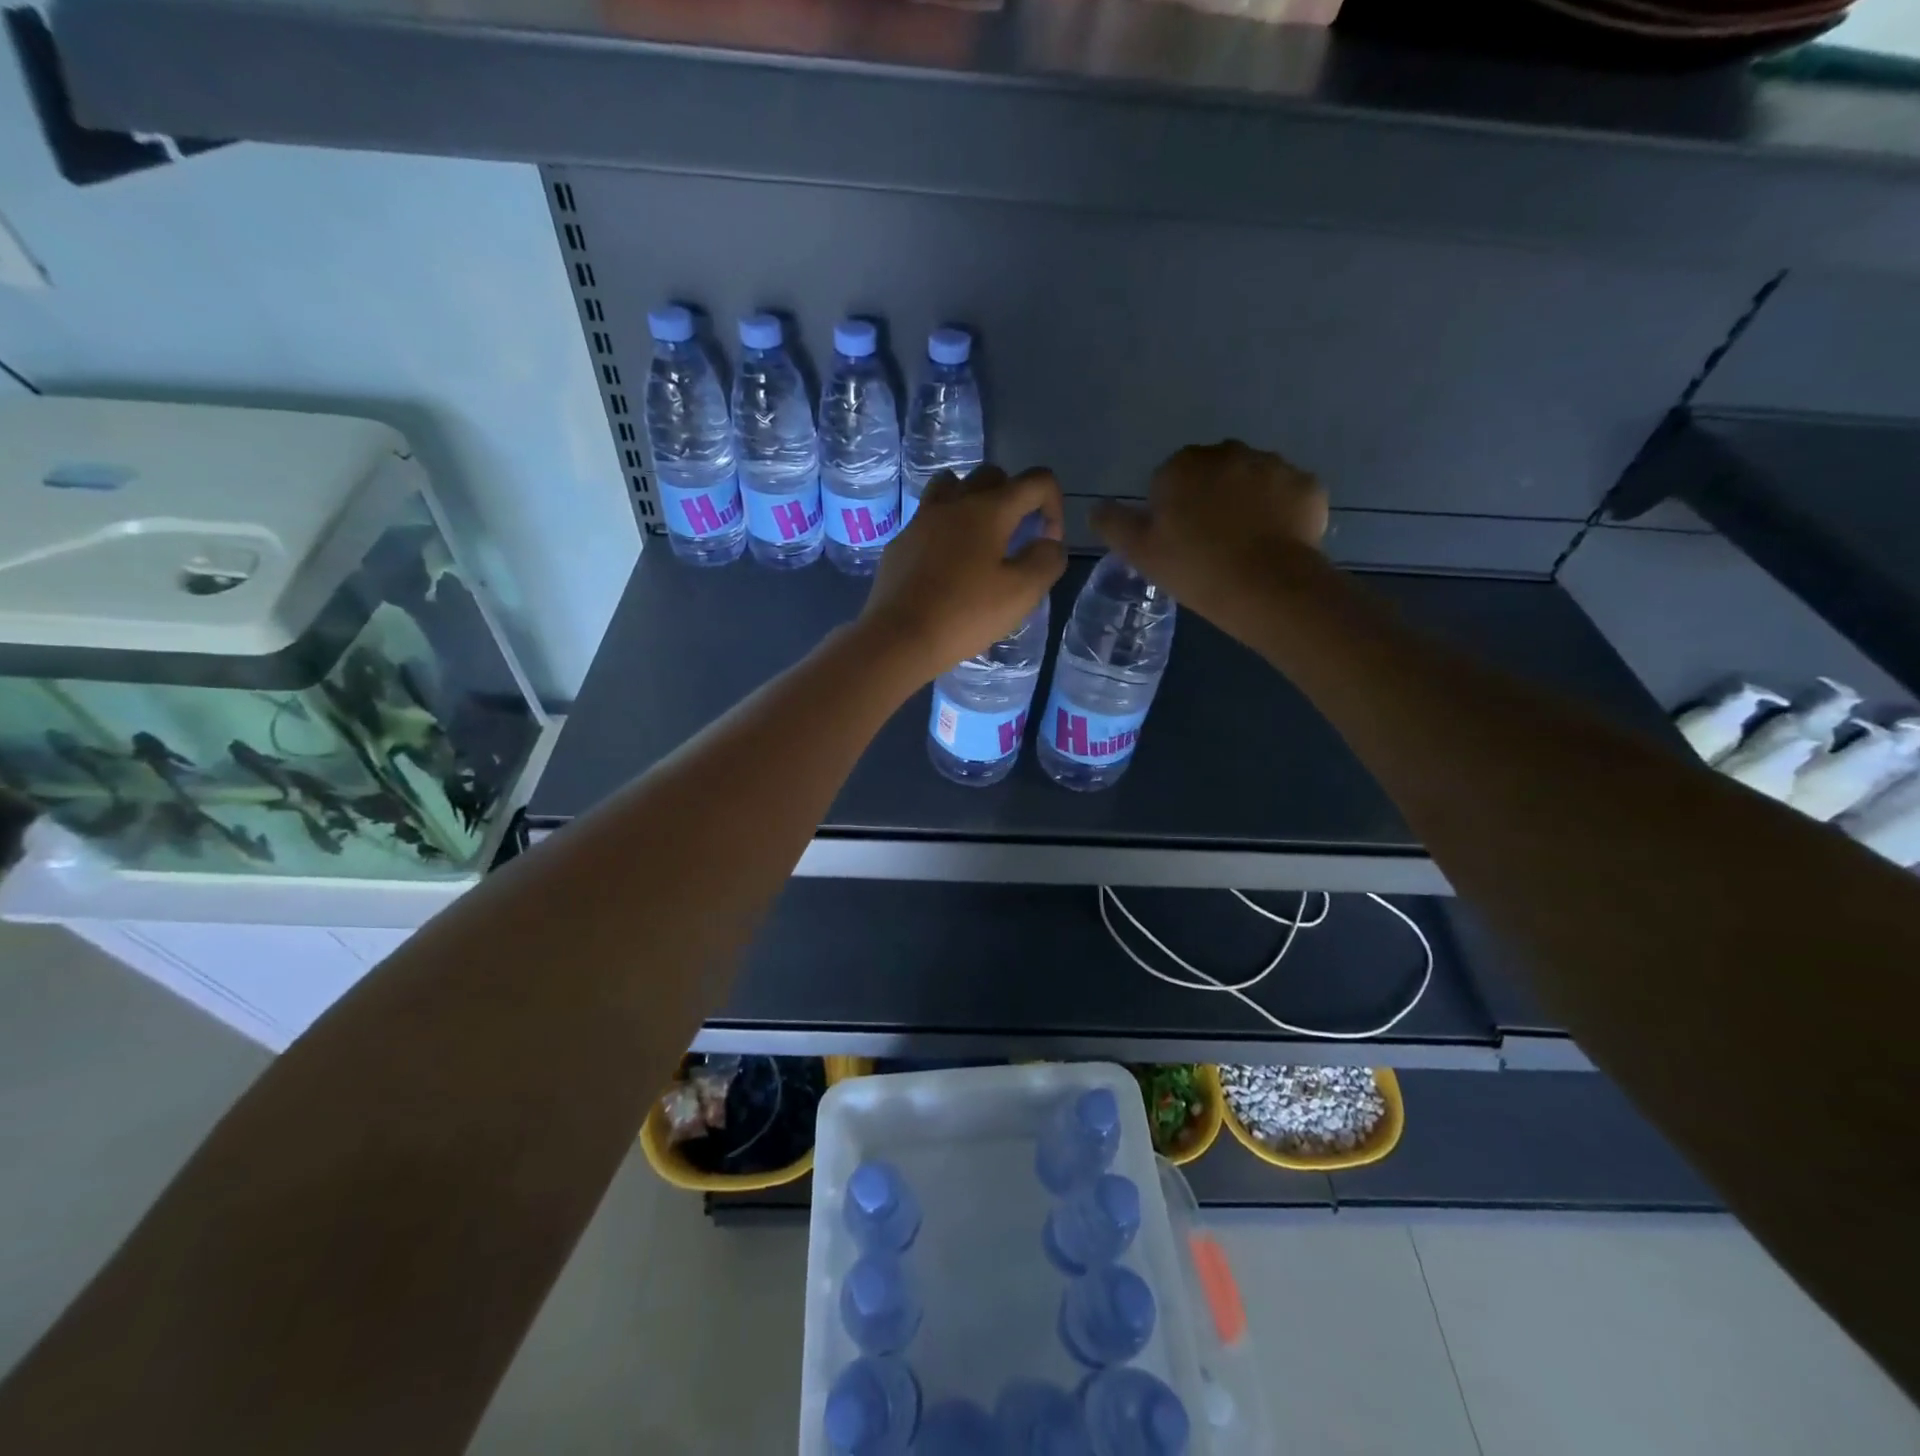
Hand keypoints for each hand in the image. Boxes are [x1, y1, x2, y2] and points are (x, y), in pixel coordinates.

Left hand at [859, 466, 1067, 680]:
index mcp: (989, 509)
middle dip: (1015, 499)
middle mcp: (954, 502)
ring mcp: (921, 519)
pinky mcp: (901, 542)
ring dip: (974, 501)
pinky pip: (929, 518)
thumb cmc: (965, 614)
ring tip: (980, 539)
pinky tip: (947, 565)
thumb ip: (1047, 561)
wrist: (899, 637)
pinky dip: (946, 528)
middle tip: (1017, 538)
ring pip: (953, 486)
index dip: (1054, 505)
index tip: (1047, 543)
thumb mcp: (1022, 593)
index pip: (1036, 480)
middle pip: (993, 475)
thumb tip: (1049, 543)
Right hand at [1091, 440, 1328, 628]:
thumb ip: (1113, 523)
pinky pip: (1287, 495)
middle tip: (1210, 543)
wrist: (1268, 588)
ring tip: (1245, 545)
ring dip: (1247, 501)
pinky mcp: (1308, 485)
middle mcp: (1229, 452)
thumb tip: (1097, 507)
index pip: (1169, 478)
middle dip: (1210, 497)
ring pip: (1252, 480)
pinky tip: (1274, 543)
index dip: (1171, 509)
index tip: (1177, 540)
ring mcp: (1274, 465)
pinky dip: (1281, 512)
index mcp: (1183, 464)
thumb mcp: (1139, 552)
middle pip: (1213, 472)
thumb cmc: (1195, 568)